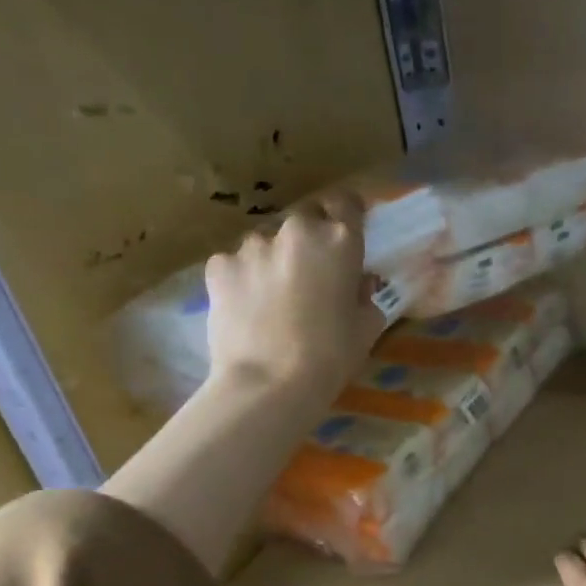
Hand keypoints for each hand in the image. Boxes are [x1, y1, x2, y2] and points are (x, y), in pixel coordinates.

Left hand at [205, 190, 385, 398]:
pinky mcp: (219, 265)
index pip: (347, 202)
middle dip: (309, 241)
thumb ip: (365, 296)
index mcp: (339, 240)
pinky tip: (246, 308)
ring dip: (273, 261)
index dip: (347, 214)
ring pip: (267, 243)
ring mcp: (252, 246)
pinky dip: (243, 279)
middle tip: (310, 276)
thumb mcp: (367, 328)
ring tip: (273, 299)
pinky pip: (236, 264)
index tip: (346, 232)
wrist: (269, 384)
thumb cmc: (331, 356)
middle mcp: (296, 232)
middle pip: (305, 220)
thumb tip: (357, 286)